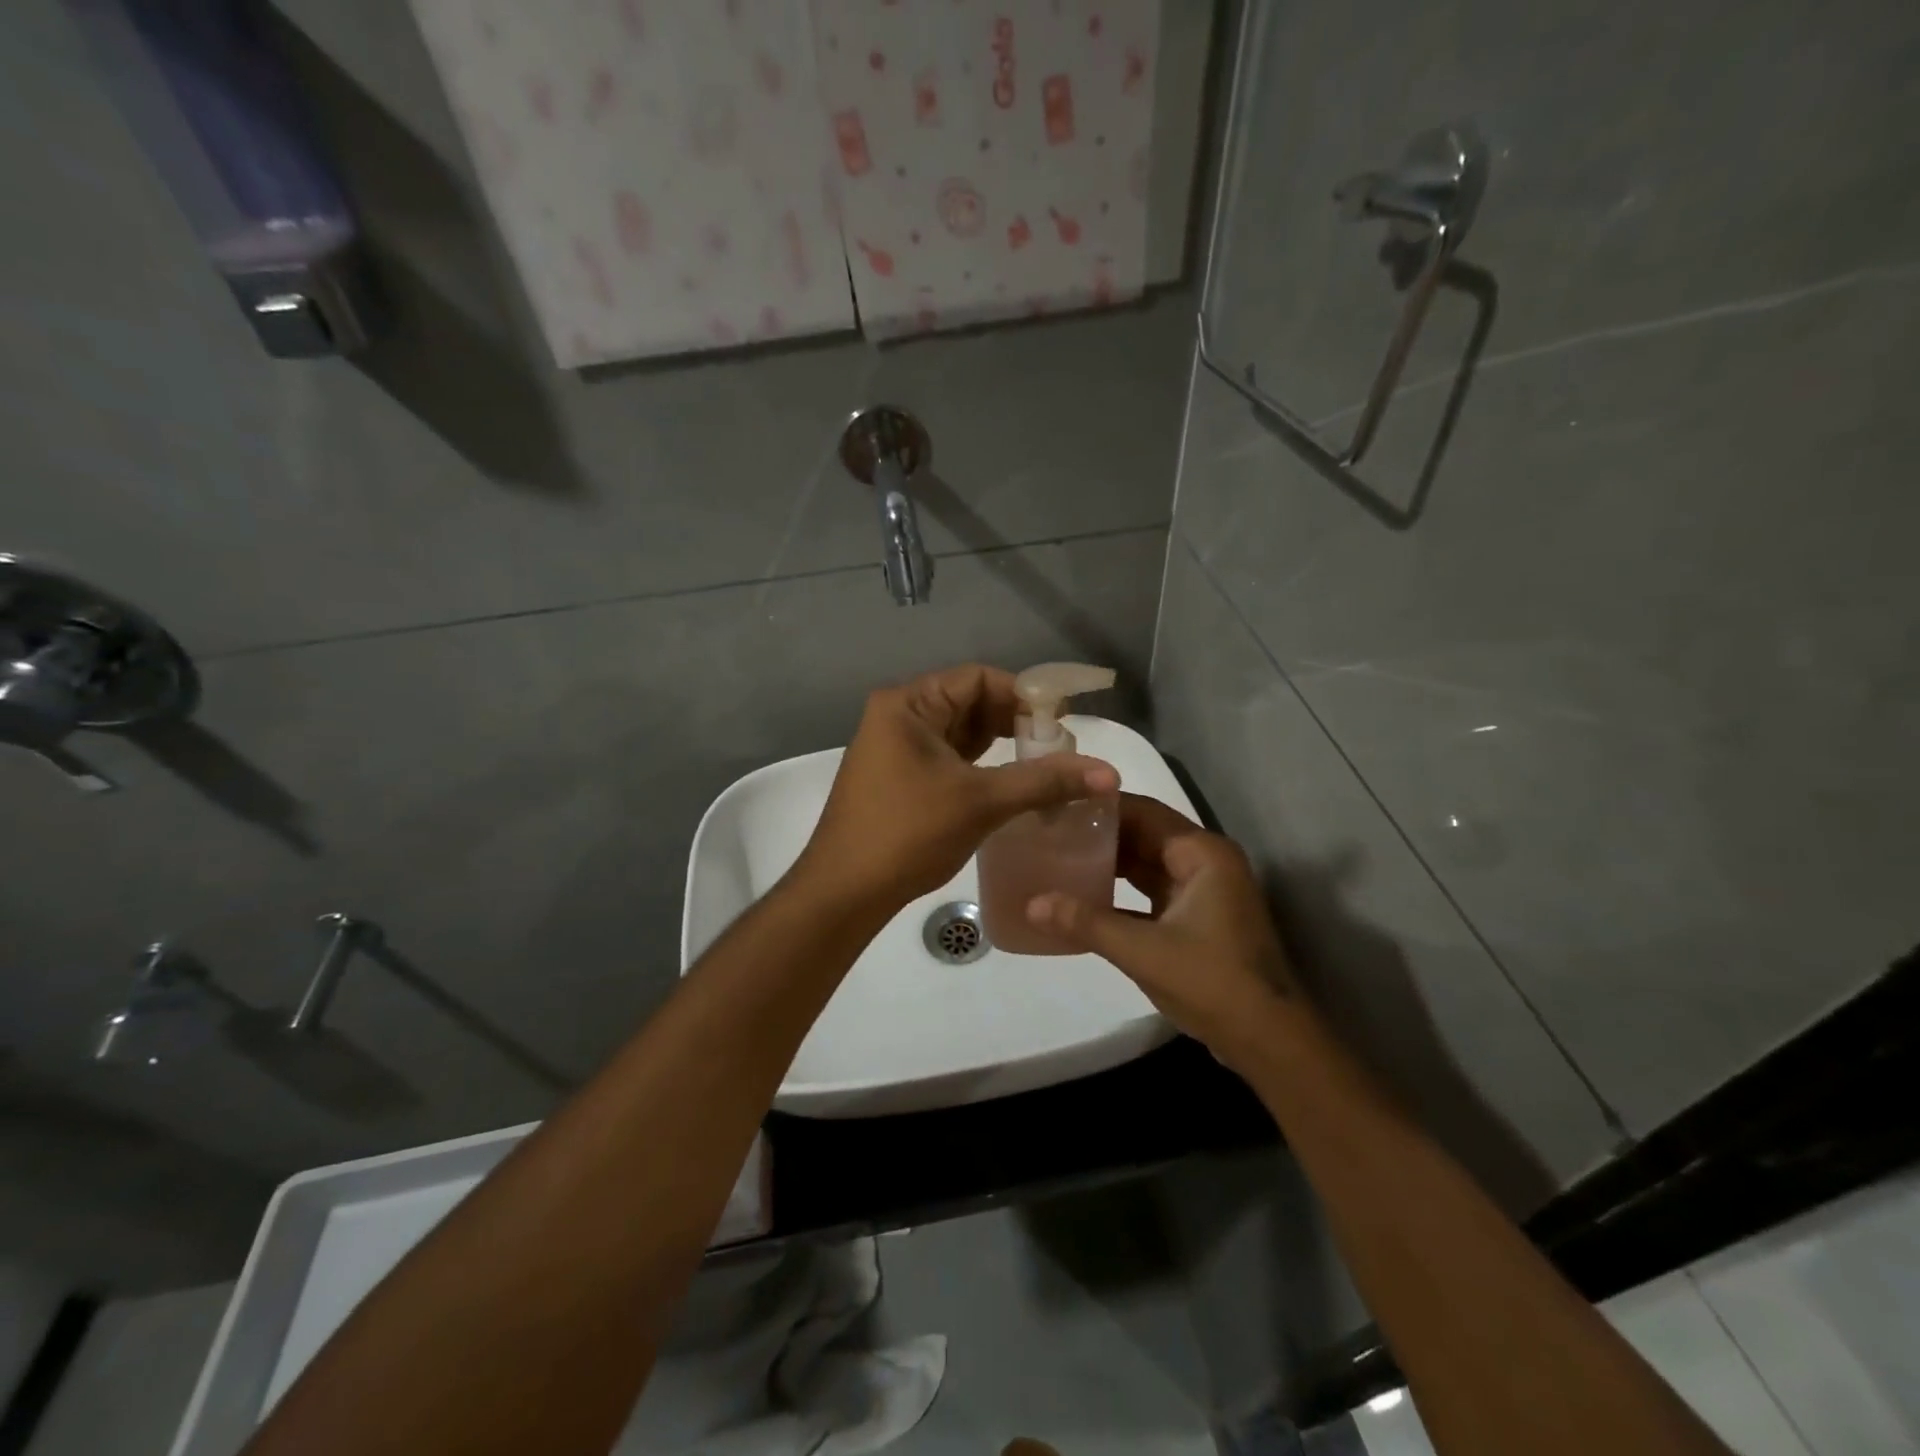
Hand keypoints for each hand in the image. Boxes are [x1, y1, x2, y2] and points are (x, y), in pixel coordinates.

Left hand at [796, 665, 1119, 909]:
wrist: (845, 891)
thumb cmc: (908, 833)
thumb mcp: (981, 801)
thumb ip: (1044, 781)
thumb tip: (1109, 772)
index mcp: (908, 704)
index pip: (977, 678)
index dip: (1024, 694)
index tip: (1063, 721)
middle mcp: (899, 716)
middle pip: (970, 702)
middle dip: (1016, 721)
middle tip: (1059, 747)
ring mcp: (897, 747)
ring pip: (961, 733)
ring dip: (1001, 744)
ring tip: (1044, 764)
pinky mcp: (901, 777)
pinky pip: (950, 757)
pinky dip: (982, 765)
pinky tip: (1012, 781)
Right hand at [1027, 794, 1298, 1064]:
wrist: (1269, 1042)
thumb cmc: (1212, 983)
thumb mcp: (1143, 951)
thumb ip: (1086, 923)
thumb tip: (1031, 904)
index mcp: (1202, 854)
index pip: (1144, 812)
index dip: (1100, 806)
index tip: (1057, 806)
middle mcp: (1205, 862)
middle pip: (1144, 835)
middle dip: (1100, 835)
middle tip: (1050, 832)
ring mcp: (1203, 892)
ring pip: (1147, 865)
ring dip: (1109, 864)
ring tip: (1059, 858)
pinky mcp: (1197, 919)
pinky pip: (1151, 893)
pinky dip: (1121, 894)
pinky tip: (1084, 899)